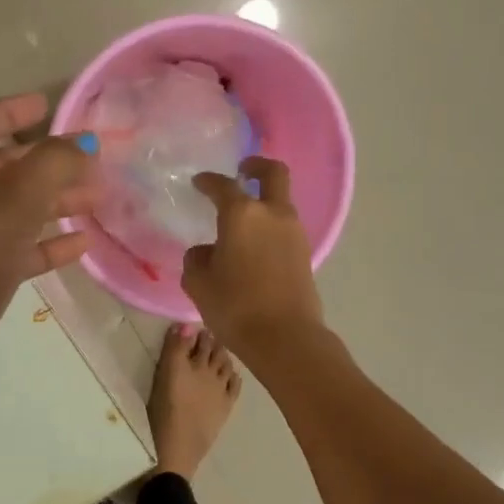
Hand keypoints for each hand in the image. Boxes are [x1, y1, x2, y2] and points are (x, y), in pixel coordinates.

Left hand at [0, 93, 95, 415]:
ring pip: (11, 211)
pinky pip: (14, 251)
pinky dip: (45, 244)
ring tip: (98, 198)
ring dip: (52, 202)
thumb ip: (52, 164)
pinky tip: (81, 243)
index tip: (48, 103)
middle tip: (90, 159)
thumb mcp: (11, 202)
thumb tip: (84, 143)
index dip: (11, 111)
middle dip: (44, 162)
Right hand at [182, 156, 325, 360]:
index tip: (199, 183)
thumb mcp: (199, 283)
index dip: (208, 182)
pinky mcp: (305, 253)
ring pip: (281, 202)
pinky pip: (285, 227)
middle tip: (243, 170)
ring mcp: (294, 232)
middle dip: (257, 166)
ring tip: (243, 219)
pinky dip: (271, 225)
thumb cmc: (235, 306)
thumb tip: (208, 252)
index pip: (222, 186)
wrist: (285, 338)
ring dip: (265, 201)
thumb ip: (198, 259)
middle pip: (273, 173)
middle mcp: (273, 214)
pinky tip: (254, 245)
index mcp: (242, 214)